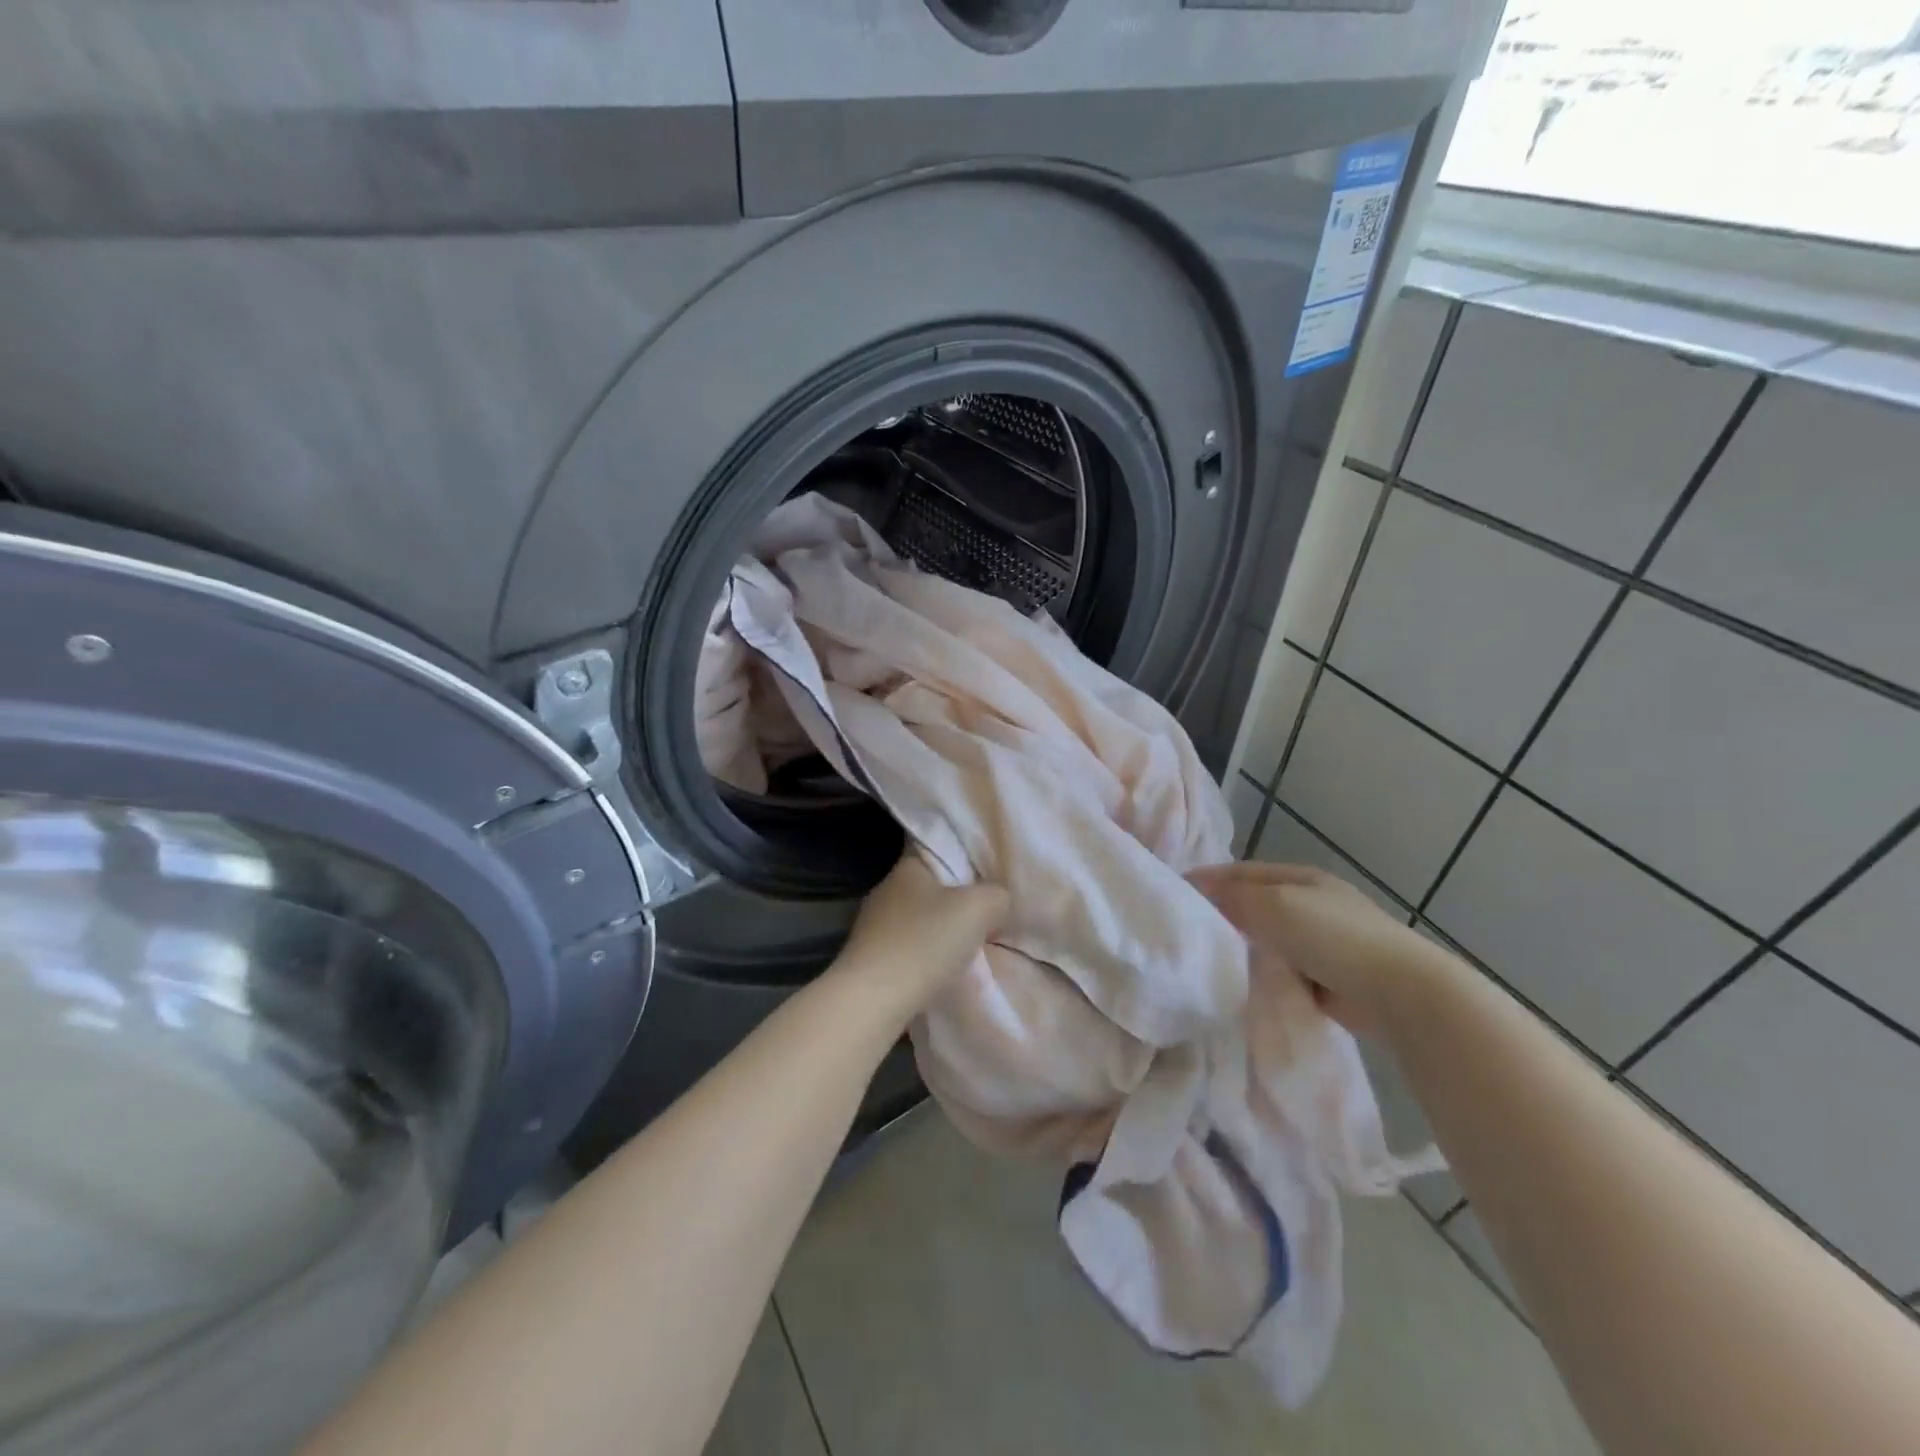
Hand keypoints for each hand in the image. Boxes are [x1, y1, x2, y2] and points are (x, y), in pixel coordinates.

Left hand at [832, 853, 1008, 1022]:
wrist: (873, 1001)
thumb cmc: (925, 942)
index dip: (966, 863)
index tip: (988, 881)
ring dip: (941, 934)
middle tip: (987, 918)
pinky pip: (908, 950)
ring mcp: (872, 926)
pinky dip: (926, 959)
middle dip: (957, 903)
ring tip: (970, 950)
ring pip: (919, 921)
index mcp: (907, 867)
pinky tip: (943, 973)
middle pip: (931, 889)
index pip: (939, 851)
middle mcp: (886, 890)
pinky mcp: (869, 959)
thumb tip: (997, 900)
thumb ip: (996, 895)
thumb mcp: (979, 908)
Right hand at [1188, 861, 1455, 1033]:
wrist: (1400, 992)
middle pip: (1254, 905)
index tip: (1173, 895)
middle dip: (1223, 916)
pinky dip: (1266, 976)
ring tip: (1208, 962)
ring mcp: (1323, 941)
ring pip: (1267, 940)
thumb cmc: (1334, 937)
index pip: (1241, 872)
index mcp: (1301, 878)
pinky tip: (1245, 987)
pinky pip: (1284, 971)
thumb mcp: (1275, 906)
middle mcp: (1311, 904)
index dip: (1208, 880)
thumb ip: (1232, 898)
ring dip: (1244, 949)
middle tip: (1186, 932)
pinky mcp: (1329, 978)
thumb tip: (1196, 889)